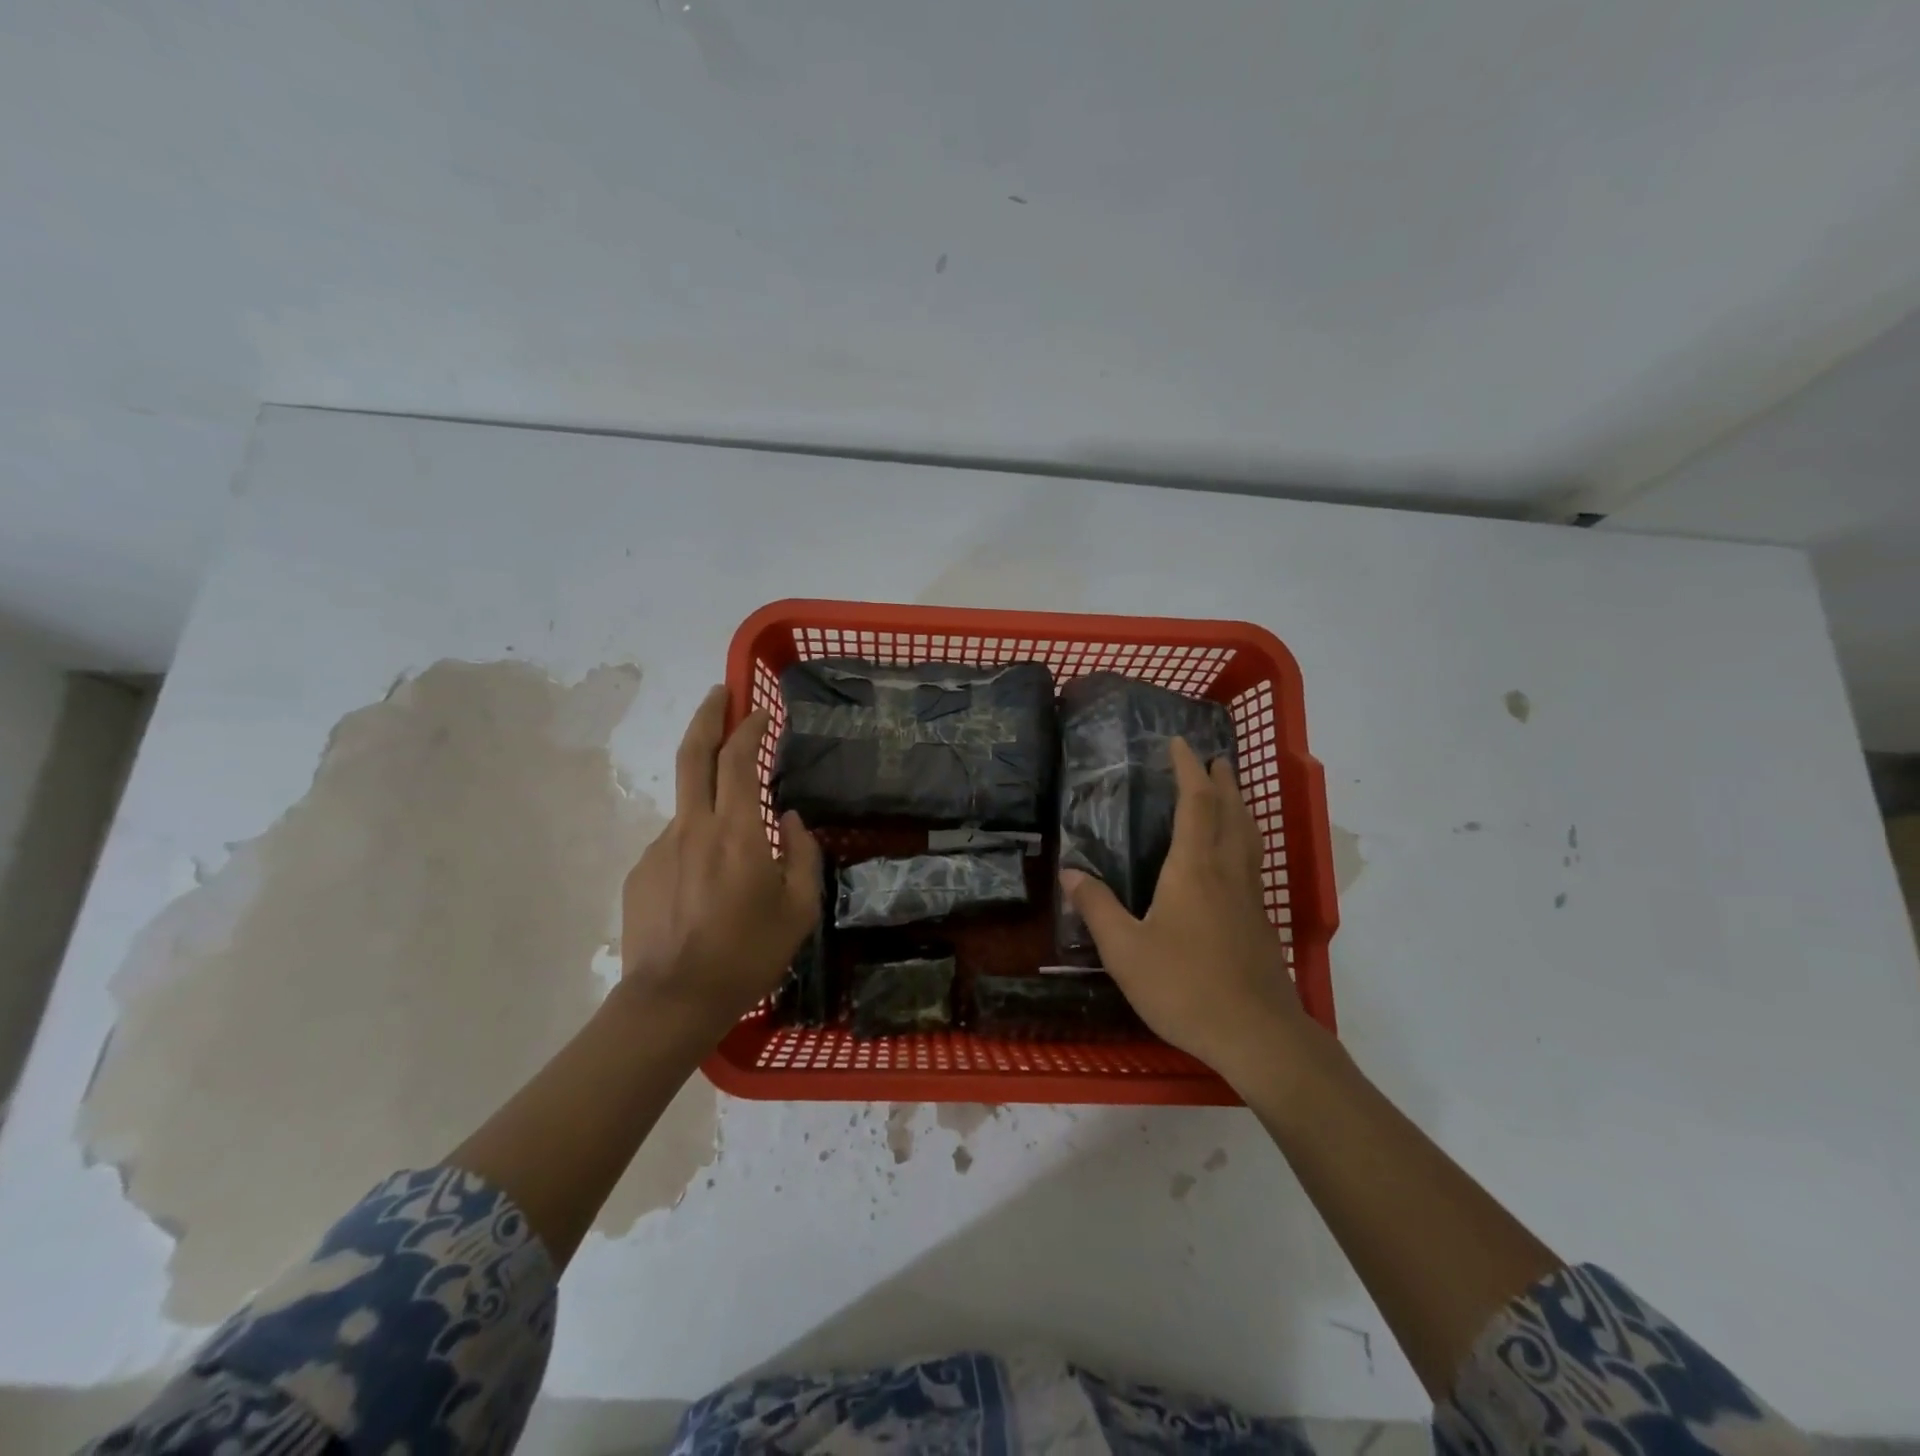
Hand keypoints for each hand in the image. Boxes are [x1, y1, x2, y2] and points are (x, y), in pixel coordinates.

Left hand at [620, 686, 822, 1035]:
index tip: (761, 711)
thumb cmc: (747, 955)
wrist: (672, 1001)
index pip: (739, 759)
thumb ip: (802, 855)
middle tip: (718, 693)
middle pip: (693, 754)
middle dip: (706, 716)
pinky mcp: (641, 871)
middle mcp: (693, 827)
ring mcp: (660, 847)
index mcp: (736, 832)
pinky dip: (697, 846)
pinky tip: (708, 887)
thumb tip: (793, 821)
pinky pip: (676, 843)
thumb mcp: (799, 910)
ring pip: (689, 805)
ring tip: (735, 847)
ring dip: (710, 798)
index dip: (749, 727)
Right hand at [1061, 737, 1309, 1079]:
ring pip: (1248, 836)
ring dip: (1239, 806)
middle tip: (1215, 758)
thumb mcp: (1125, 950)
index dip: (1188, 769)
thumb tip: (1071, 873)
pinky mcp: (1260, 921)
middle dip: (1223, 781)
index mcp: (1193, 869)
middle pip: (1231, 812)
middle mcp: (1226, 871)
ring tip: (1230, 793)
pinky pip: (1252, 861)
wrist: (1256, 1034)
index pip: (1195, 803)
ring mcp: (1249, 896)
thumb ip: (1097, 908)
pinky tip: (1234, 858)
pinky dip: (1244, 839)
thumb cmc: (1184, 987)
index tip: (1180, 743)